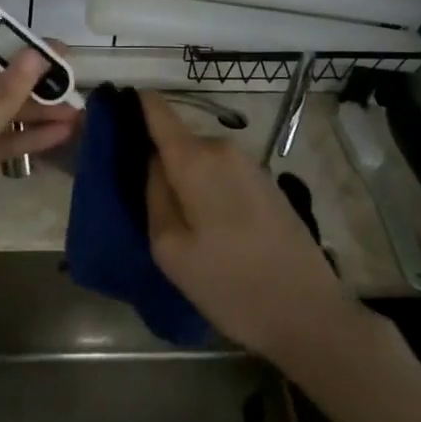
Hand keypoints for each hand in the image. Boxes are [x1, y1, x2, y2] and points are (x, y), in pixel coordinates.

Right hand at [139, 90, 351, 361]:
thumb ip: (153, 194)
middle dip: (157, 158)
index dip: (132, 105)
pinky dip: (207, 188)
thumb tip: (151, 162)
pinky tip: (211, 228)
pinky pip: (221, 172)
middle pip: (176, 139)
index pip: (156, 109)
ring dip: (184, 178)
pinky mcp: (266, 183)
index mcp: (195, 158)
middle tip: (142, 200)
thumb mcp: (170, 248)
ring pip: (199, 158)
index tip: (110, 117)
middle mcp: (222, 148)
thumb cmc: (231, 284)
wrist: (310, 315)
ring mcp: (249, 164)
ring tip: (179, 222)